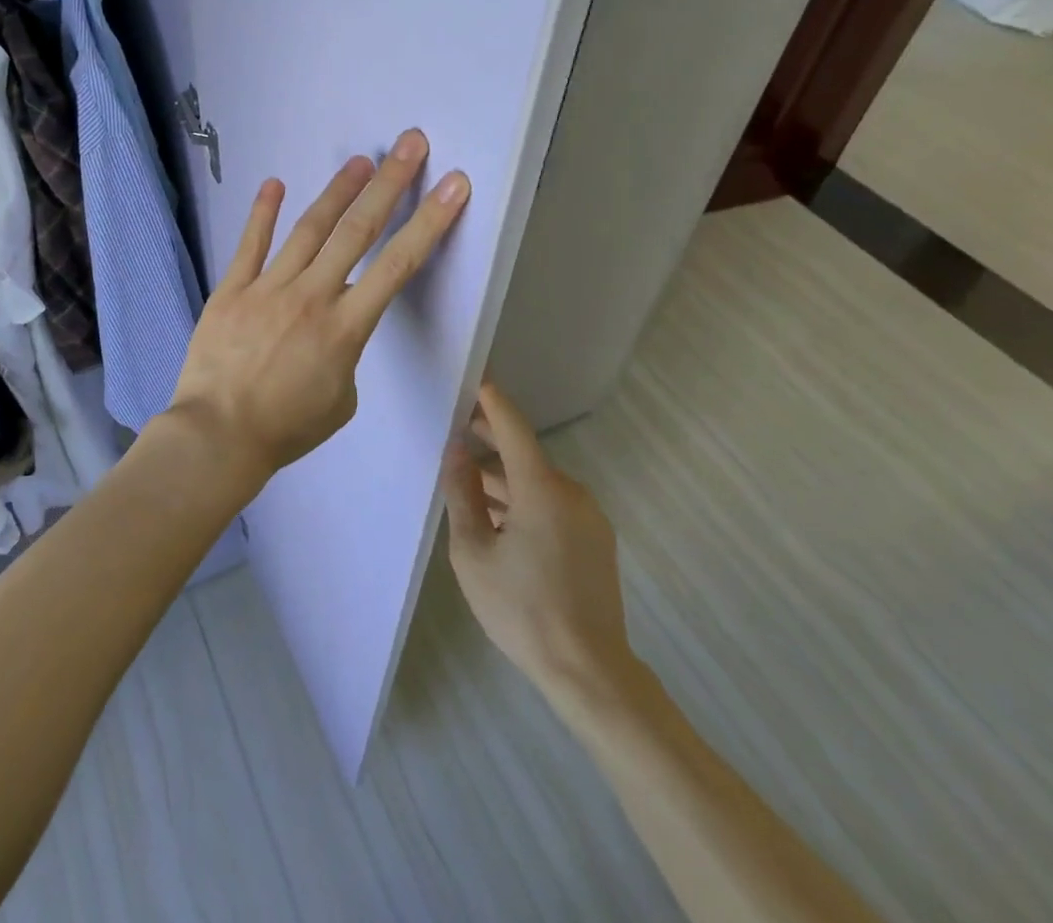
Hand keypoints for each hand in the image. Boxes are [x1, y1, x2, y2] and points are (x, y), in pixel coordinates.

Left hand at [167, 128, 469, 489]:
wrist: (217, 436)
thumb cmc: (285, 429)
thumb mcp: (339, 401)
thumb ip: (345, 355)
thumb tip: (332, 328)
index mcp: (345, 328)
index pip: (398, 266)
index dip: (430, 222)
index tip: (453, 185)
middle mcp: (311, 296)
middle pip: (356, 231)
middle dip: (388, 184)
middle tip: (409, 143)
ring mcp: (267, 288)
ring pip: (308, 229)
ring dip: (337, 191)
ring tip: (360, 161)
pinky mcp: (231, 289)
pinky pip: (249, 245)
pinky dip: (262, 213)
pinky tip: (275, 183)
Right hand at [442, 380, 639, 716]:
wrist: (589, 672)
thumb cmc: (521, 609)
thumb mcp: (473, 552)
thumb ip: (462, 494)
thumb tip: (456, 450)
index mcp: (541, 489)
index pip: (513, 427)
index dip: (491, 400)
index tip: (471, 379)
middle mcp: (571, 492)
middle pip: (526, 452)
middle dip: (491, 438)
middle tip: (456, 429)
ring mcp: (589, 516)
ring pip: (538, 480)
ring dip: (505, 475)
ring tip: (468, 478)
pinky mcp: (596, 539)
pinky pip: (554, 502)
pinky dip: (525, 497)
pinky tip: (499, 515)